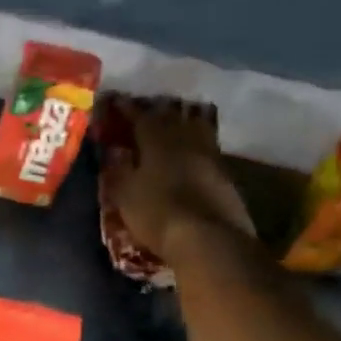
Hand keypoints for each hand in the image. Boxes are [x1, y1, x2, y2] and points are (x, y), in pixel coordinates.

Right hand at [103, 97, 253, 258]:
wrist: (207, 238)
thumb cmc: (157, 213)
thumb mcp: (126, 195)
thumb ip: (119, 171)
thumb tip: (114, 154)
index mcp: (158, 141)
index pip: (141, 118)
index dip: (129, 110)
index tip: (118, 102)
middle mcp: (187, 141)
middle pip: (173, 119)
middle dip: (158, 113)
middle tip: (147, 112)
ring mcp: (211, 157)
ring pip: (196, 131)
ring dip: (183, 127)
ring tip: (173, 129)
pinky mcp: (226, 177)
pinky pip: (208, 152)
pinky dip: (196, 149)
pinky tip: (191, 157)